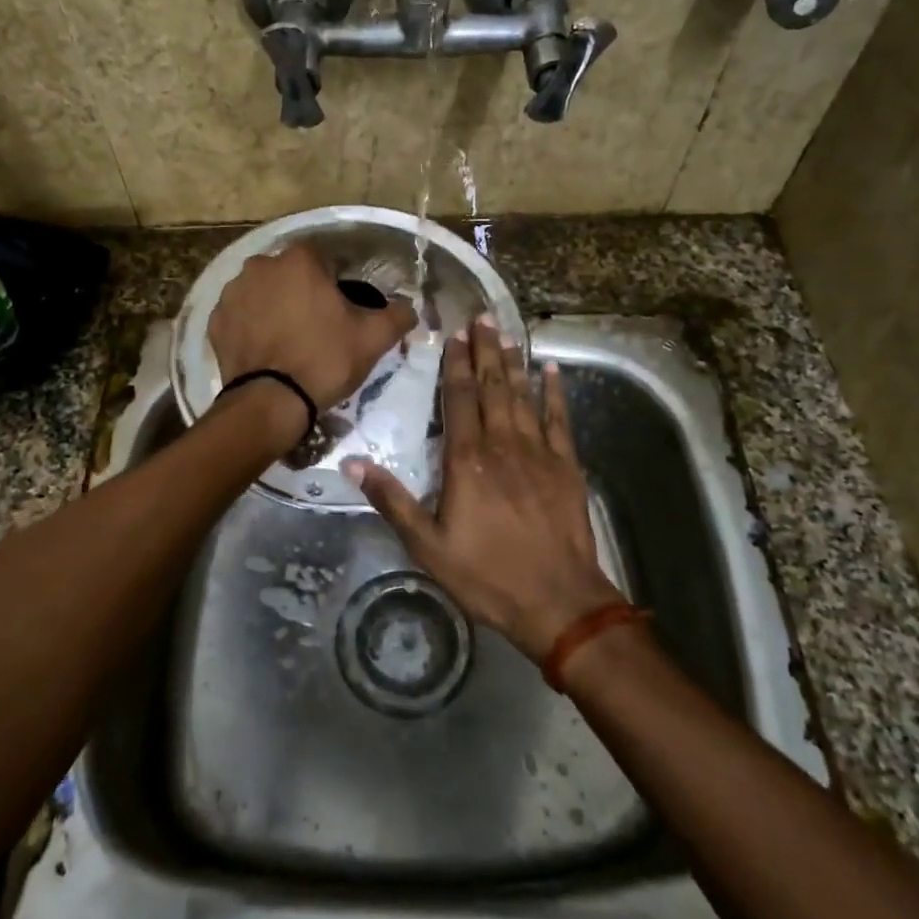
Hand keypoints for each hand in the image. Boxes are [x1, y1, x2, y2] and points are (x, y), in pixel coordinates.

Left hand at [208, 244, 415, 412]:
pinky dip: (251, 327)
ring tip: (288, 340)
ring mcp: (232, 293)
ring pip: (262, 292)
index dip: (334, 283)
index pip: (322, 259)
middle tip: (316, 326)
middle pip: (289, 274)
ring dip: (274, 307)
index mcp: (299, 261)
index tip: (340, 309)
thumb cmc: (325, 360)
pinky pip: (240, 316)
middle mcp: (260, 266)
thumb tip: (410, 308)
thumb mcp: (374, 338)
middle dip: (301, 292)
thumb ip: (397, 315)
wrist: (271, 402)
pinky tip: (265, 350)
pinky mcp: (215, 321)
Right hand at [345, 318, 624, 660]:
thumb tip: (351, 462)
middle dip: (485, 351)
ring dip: (513, 363)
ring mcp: (539, 453)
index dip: (456, 365)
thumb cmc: (487, 575)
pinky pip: (559, 420)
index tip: (454, 335)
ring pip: (523, 396)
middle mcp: (503, 445)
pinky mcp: (567, 466)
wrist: (558, 601)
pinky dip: (555, 393)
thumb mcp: (427, 546)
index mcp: (467, 461)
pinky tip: (551, 370)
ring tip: (506, 333)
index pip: (460, 400)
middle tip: (481, 317)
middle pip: (493, 388)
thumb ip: (391, 500)